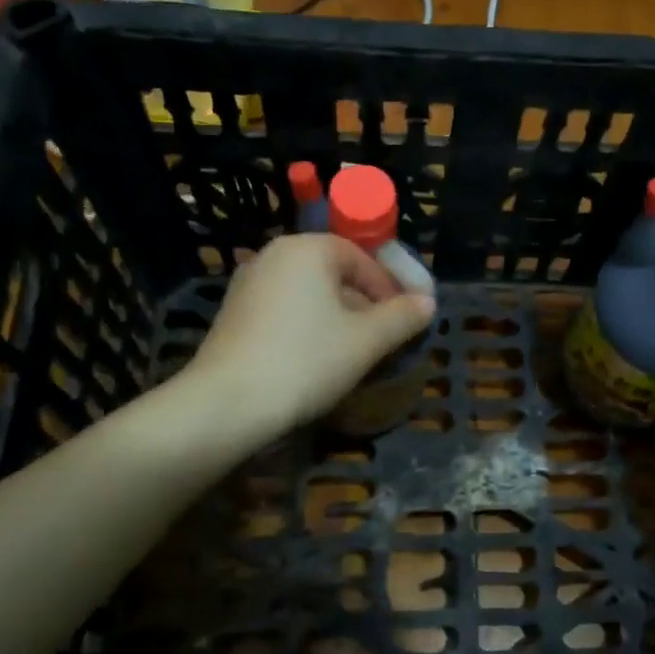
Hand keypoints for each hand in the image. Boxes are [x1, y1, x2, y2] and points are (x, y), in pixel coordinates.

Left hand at [183, 234, 435, 436]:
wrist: (227, 404)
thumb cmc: (305, 361)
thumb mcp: (366, 341)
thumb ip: (402, 317)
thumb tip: (427, 303)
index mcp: (306, 249)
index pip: (360, 257)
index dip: (388, 288)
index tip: (403, 321)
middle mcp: (273, 256)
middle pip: (333, 274)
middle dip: (363, 305)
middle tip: (381, 340)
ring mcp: (248, 285)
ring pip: (309, 295)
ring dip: (336, 319)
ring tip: (352, 354)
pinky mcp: (233, 314)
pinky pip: (284, 311)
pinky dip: (307, 328)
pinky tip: (314, 361)